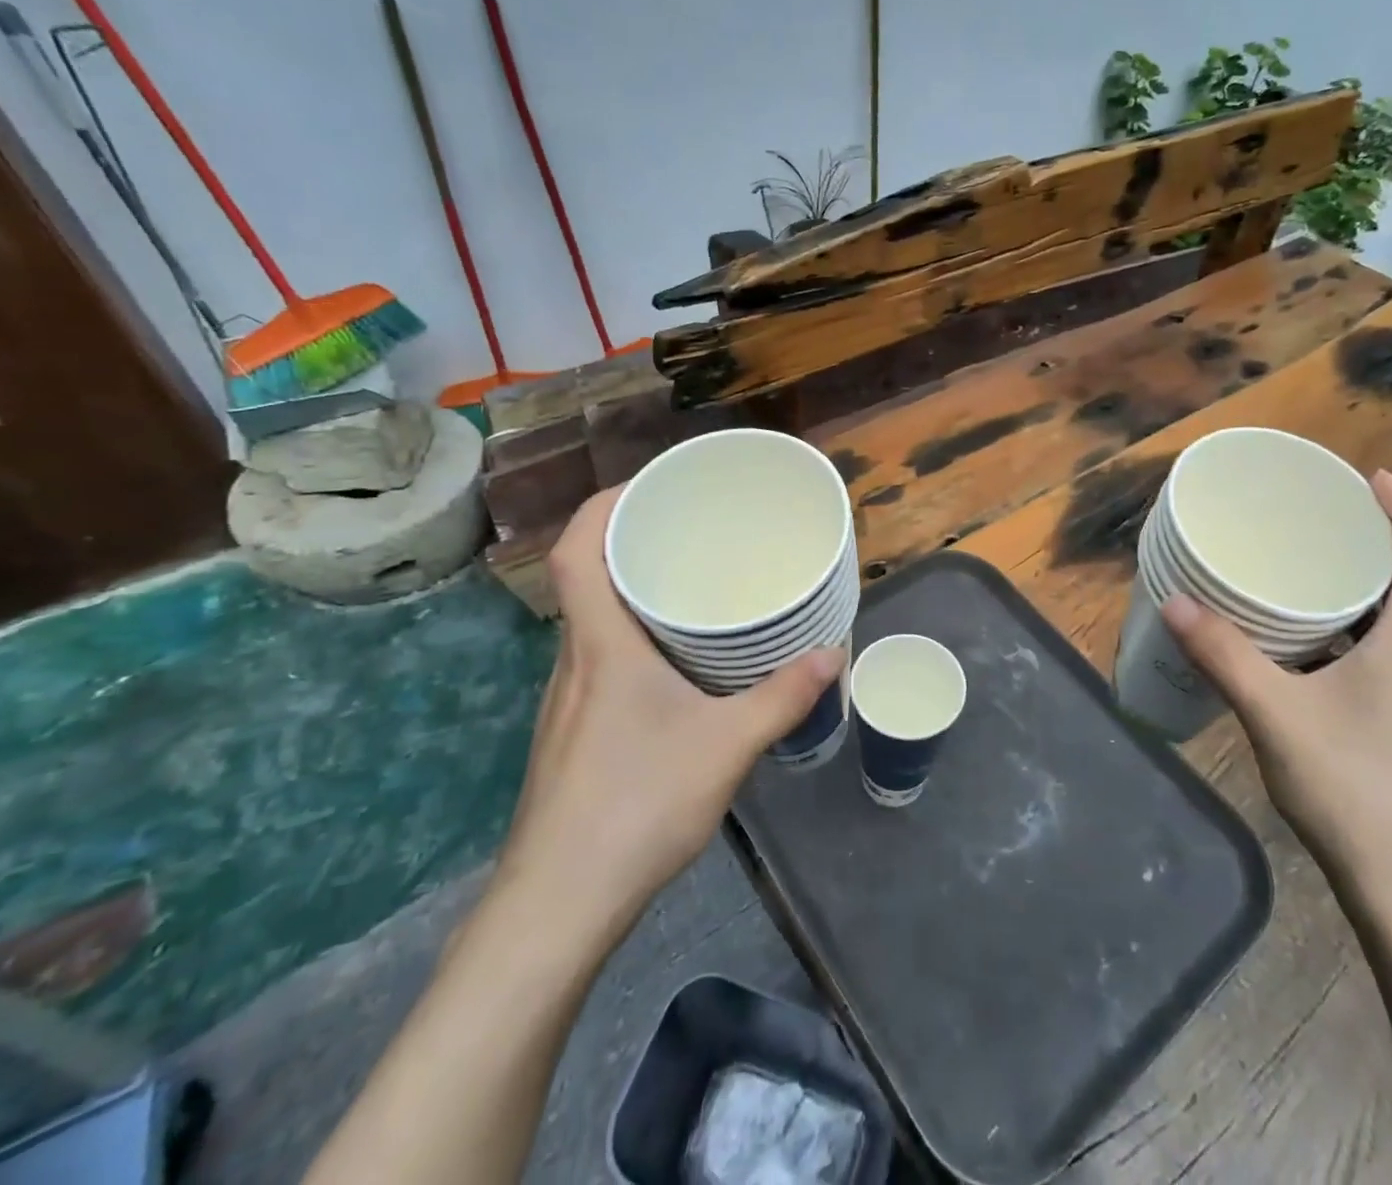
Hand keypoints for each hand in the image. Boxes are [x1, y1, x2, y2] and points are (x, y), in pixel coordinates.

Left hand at [488, 488, 844, 965]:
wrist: (558, 906)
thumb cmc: (637, 805)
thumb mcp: (727, 746)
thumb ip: (783, 697)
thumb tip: (833, 655)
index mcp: (601, 646)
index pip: (575, 552)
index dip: (602, 507)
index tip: (649, 486)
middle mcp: (574, 661)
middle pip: (585, 579)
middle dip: (630, 543)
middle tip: (688, 530)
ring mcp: (567, 700)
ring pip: (593, 623)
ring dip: (632, 594)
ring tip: (689, 588)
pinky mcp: (572, 733)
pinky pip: (601, 660)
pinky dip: (633, 640)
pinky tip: (675, 668)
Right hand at [1162, 470, 1391, 915]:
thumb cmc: (1353, 790)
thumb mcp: (1275, 714)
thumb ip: (1224, 655)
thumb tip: (1175, 602)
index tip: (1374, 477)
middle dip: (1385, 542)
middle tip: (1329, 519)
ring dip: (1374, 590)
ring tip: (1316, 576)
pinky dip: (1367, 633)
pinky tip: (1320, 653)